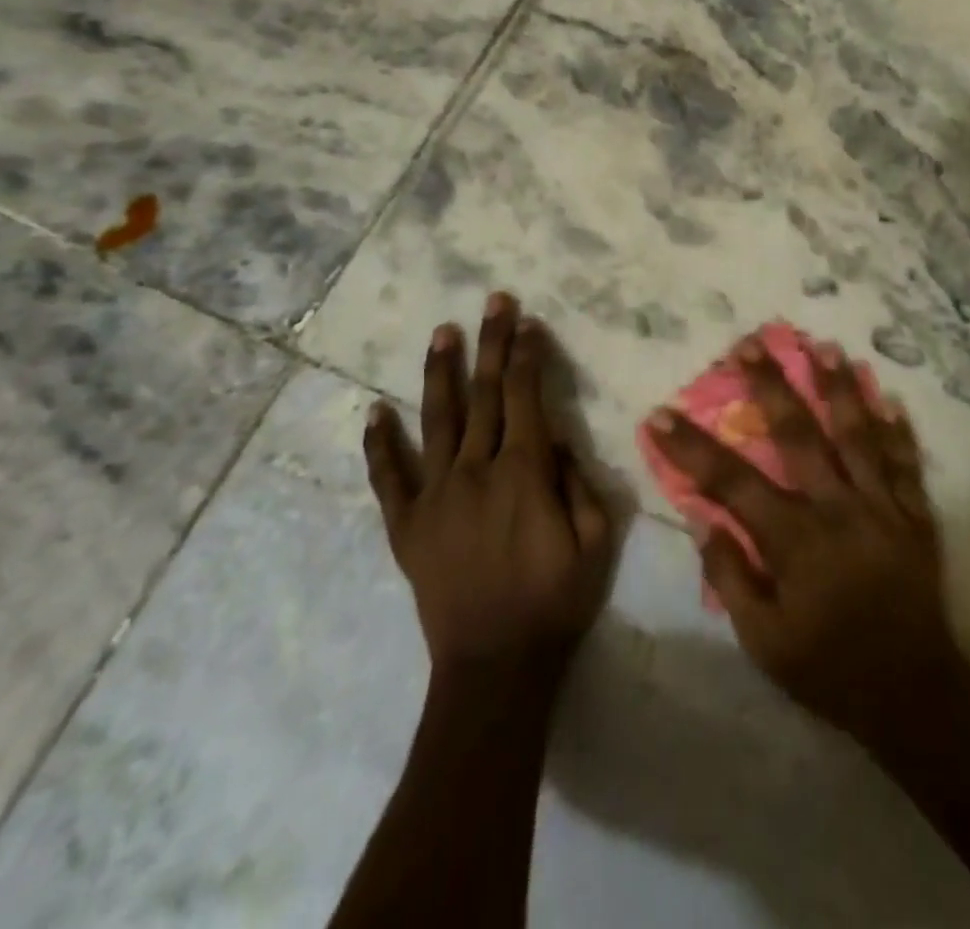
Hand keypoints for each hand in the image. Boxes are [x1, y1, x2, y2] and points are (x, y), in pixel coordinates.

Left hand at [364, 294, 613, 685]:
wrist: (496, 668)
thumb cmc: (556, 602)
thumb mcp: (595, 540)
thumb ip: (578, 481)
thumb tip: (557, 438)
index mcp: (524, 473)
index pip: (527, 397)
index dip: (529, 355)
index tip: (529, 322)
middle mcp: (477, 471)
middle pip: (486, 395)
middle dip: (492, 343)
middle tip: (494, 301)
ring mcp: (436, 496)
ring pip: (438, 420)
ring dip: (441, 372)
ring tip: (442, 332)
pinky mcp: (407, 526)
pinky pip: (389, 478)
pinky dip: (381, 444)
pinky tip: (374, 412)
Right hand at [647, 335, 968, 748]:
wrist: (915, 698)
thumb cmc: (829, 672)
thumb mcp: (764, 642)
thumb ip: (731, 578)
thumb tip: (704, 522)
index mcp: (795, 539)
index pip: (731, 482)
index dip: (692, 447)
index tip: (662, 414)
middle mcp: (838, 509)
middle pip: (799, 434)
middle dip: (771, 385)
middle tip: (750, 344)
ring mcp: (882, 506)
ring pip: (857, 434)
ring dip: (839, 387)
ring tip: (823, 347)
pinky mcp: (915, 516)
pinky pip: (906, 464)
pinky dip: (897, 430)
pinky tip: (890, 398)